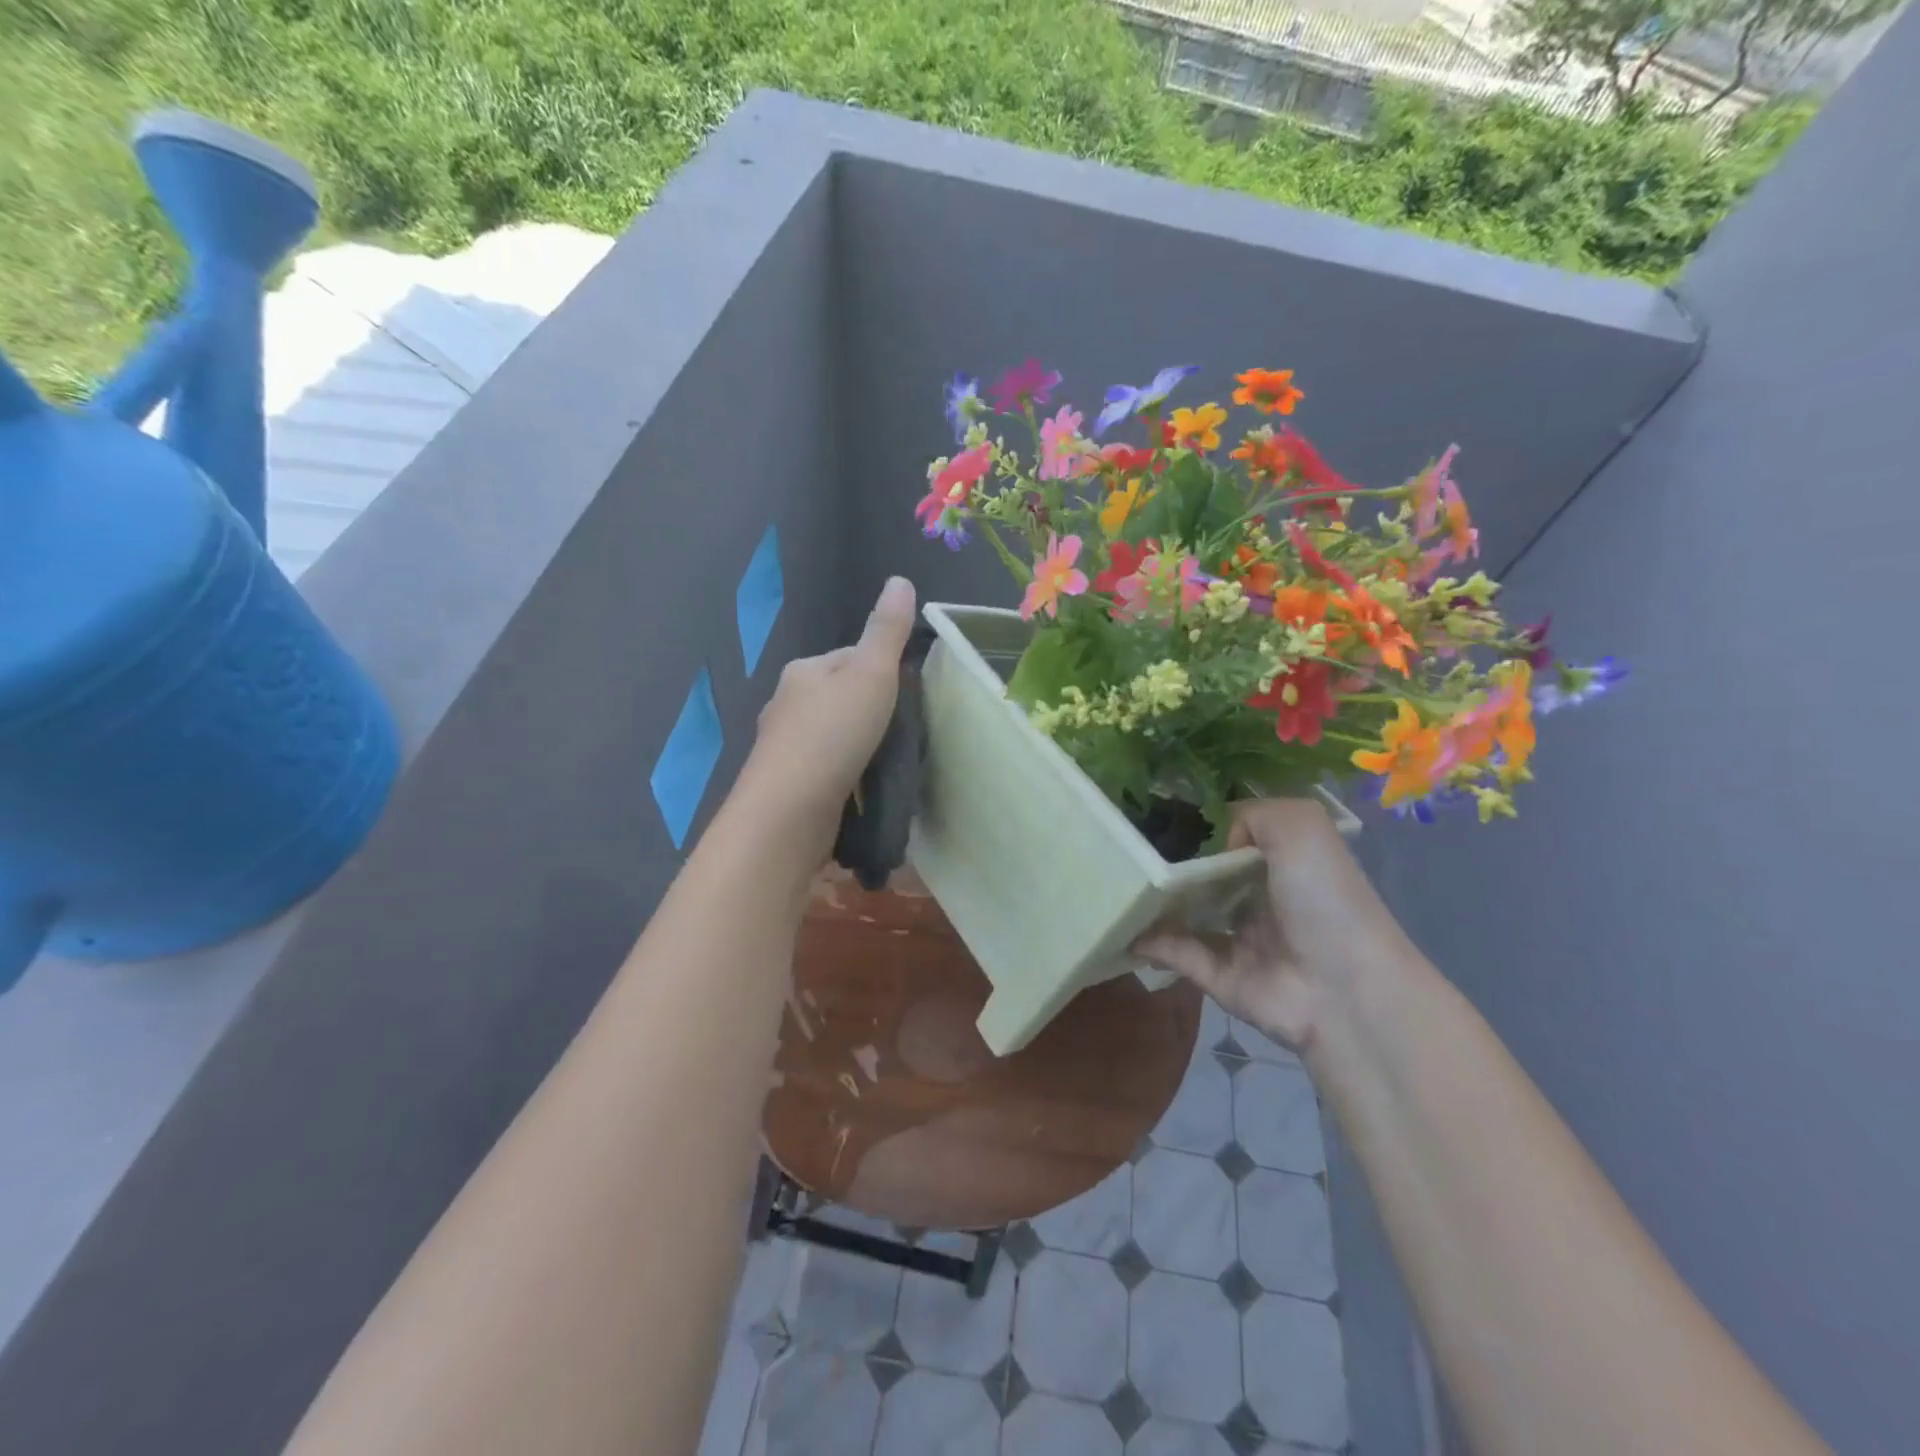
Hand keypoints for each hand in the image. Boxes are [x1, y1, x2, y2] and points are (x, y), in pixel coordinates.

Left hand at [735, 576, 917, 847]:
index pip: (851, 657)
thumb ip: (887, 630)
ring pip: (834, 736)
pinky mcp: (790, 786)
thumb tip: (900, 579)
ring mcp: (785, 748)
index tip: (912, 695)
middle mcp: (787, 704)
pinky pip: (827, 769)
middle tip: (908, 734)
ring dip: (860, 746)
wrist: (789, 813)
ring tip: (892, 763)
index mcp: (803, 671)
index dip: (884, 671)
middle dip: (872, 712)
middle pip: (842, 698)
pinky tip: (866, 789)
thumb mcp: (870, 674)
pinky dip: (847, 774)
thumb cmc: (833, 735)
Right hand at [1134, 798, 1419, 1057]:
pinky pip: (1177, 953)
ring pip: (1184, 914)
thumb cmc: (1324, 897)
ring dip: (1153, 902)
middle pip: (1202, 875)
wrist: (1342, 987)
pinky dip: (1150, 941)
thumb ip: (1250, 813)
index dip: (1198, 825)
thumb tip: (1214, 844)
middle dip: (1168, 862)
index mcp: (1281, 862)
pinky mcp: (1219, 976)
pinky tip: (1125, 925)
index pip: (1232, 837)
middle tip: (1126, 848)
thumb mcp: (1300, 824)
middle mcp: (1258, 898)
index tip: (1154, 813)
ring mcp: (1238, 939)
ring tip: (1115, 883)